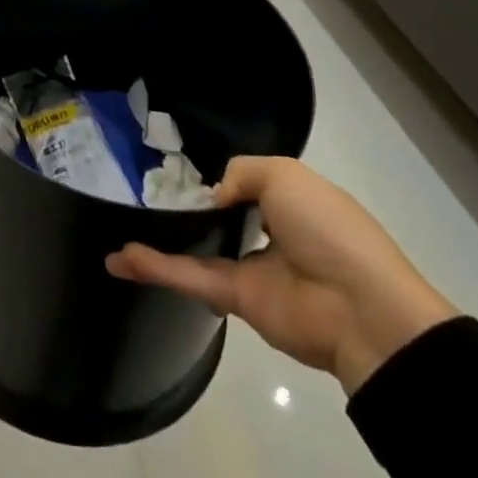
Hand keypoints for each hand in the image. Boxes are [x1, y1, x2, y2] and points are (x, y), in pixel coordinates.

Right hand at [106, 156, 457, 393]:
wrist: (361, 308)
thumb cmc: (329, 229)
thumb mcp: (285, 174)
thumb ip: (240, 172)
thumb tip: (212, 196)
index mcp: (290, 202)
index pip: (245, 186)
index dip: (214, 178)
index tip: (176, 168)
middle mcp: (269, 234)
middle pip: (217, 219)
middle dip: (183, 210)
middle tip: (140, 195)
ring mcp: (252, 269)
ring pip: (195, 249)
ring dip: (158, 242)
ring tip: (117, 234)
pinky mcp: (237, 300)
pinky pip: (190, 276)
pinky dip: (156, 268)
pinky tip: (120, 259)